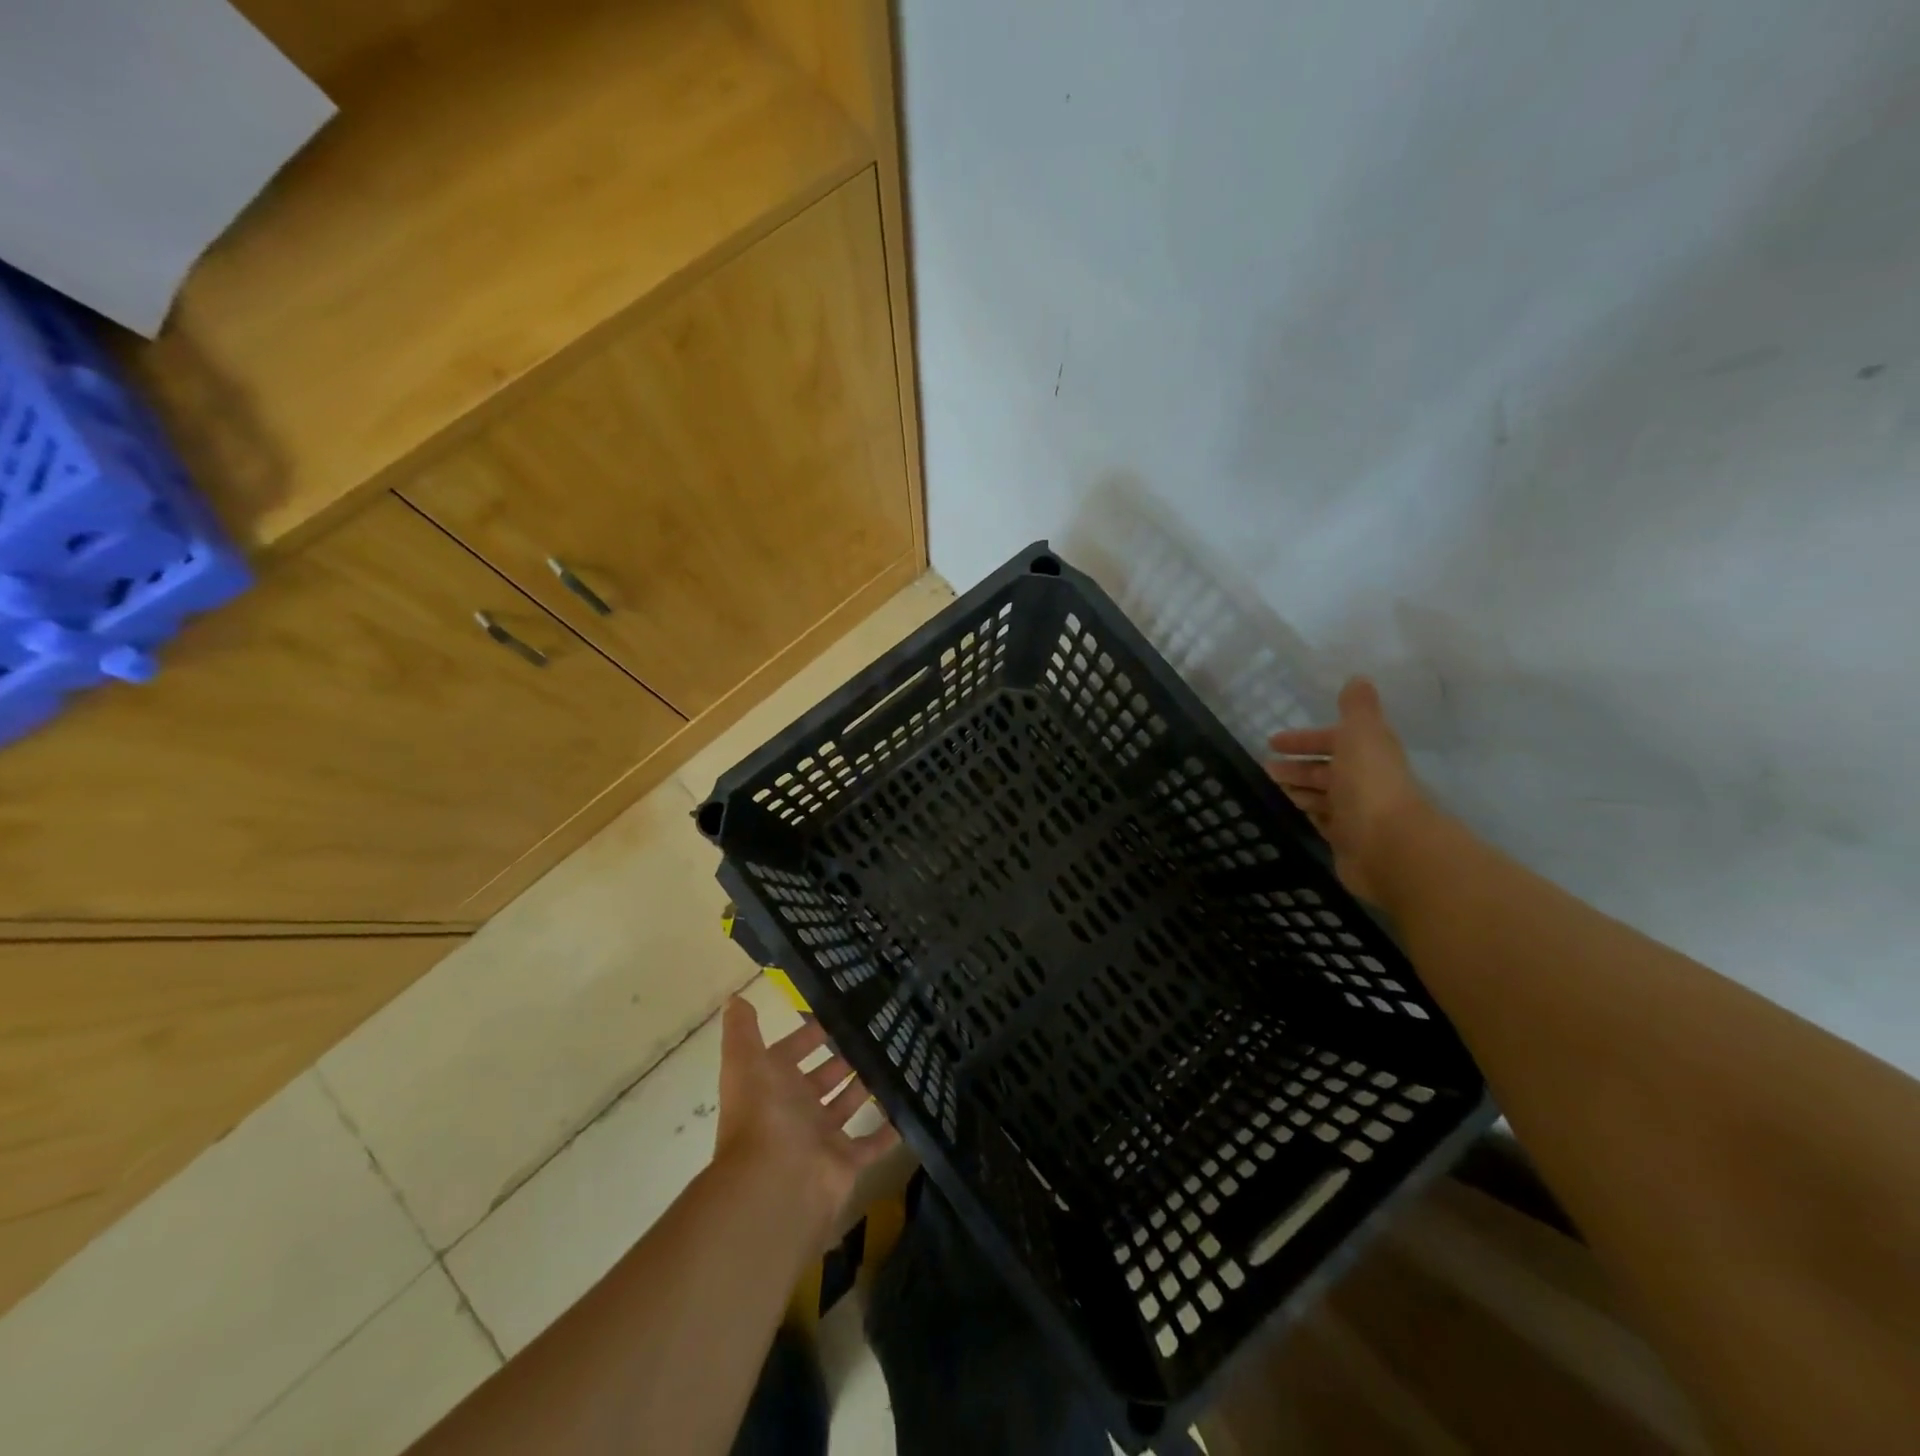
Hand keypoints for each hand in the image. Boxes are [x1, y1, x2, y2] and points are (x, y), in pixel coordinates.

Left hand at [714, 997, 899, 1233]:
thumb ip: (743, 1031)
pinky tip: (910, 1103)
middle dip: (844, 1056)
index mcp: (772, 1085)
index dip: (810, 1033)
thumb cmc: (763, 1115)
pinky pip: (872, 1143)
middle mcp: (795, 1110)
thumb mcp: (746, 1062)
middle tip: (878, 1029)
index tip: (841, 1010)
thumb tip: (734, 998)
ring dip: (867, 1085)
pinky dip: (889, 1129)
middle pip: (823, 1077)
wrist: (776, 1184)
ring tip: (898, 1054)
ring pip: (848, 1105)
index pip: (792, 1052)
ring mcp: (822, 1137)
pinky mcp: (846, 1161)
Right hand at [1266, 677, 1432, 905]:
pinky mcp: (1346, 840)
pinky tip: (1290, 811)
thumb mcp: (1361, 734)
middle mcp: (1364, 782)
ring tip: (1270, 788)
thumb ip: (1357, 708)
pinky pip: (1322, 821)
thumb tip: (1359, 679)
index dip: (1305, 740)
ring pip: (1322, 796)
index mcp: (1368, 754)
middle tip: (1266, 768)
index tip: (1272, 741)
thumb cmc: (1369, 784)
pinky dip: (1307, 813)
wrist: (1388, 846)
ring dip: (1299, 789)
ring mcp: (1355, 813)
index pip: (1333, 741)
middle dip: (1297, 766)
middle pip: (1326, 770)